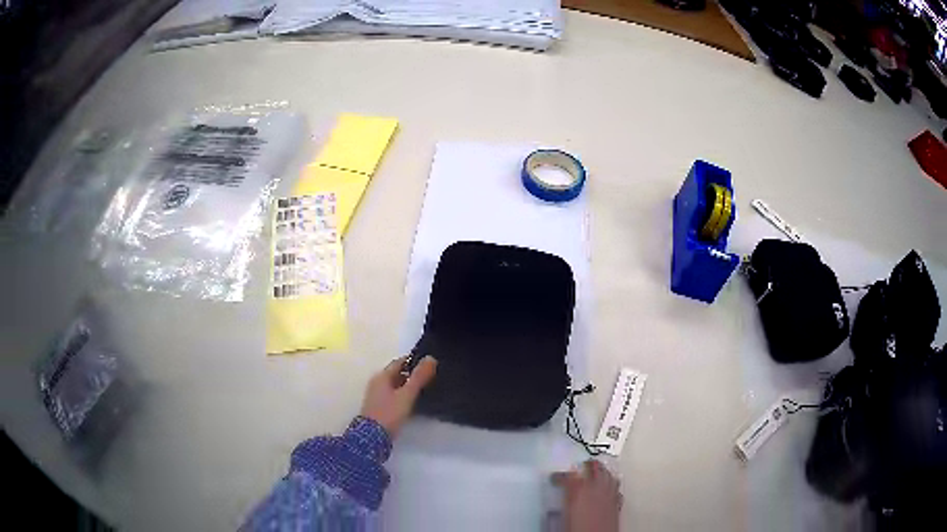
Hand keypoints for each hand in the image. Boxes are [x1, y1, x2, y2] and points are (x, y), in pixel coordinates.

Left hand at [360, 356, 437, 437]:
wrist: (372, 437)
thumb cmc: (389, 413)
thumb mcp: (407, 394)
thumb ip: (419, 377)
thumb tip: (431, 358)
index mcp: (382, 376)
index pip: (400, 362)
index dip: (414, 362)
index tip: (430, 365)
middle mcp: (377, 382)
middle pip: (397, 374)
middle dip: (412, 374)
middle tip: (431, 378)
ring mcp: (376, 395)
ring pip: (395, 385)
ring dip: (408, 386)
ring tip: (426, 390)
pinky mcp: (378, 407)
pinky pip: (393, 395)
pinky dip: (403, 395)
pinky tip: (413, 402)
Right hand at [551, 460, 621, 531]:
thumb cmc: (579, 529)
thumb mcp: (564, 516)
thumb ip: (564, 501)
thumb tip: (560, 497)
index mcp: (579, 491)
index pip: (569, 475)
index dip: (561, 475)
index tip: (555, 477)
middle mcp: (596, 490)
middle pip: (594, 469)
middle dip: (587, 465)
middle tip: (581, 464)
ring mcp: (609, 495)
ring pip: (608, 475)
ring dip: (602, 471)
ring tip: (598, 470)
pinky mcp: (617, 503)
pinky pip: (616, 488)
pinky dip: (612, 484)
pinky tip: (610, 486)